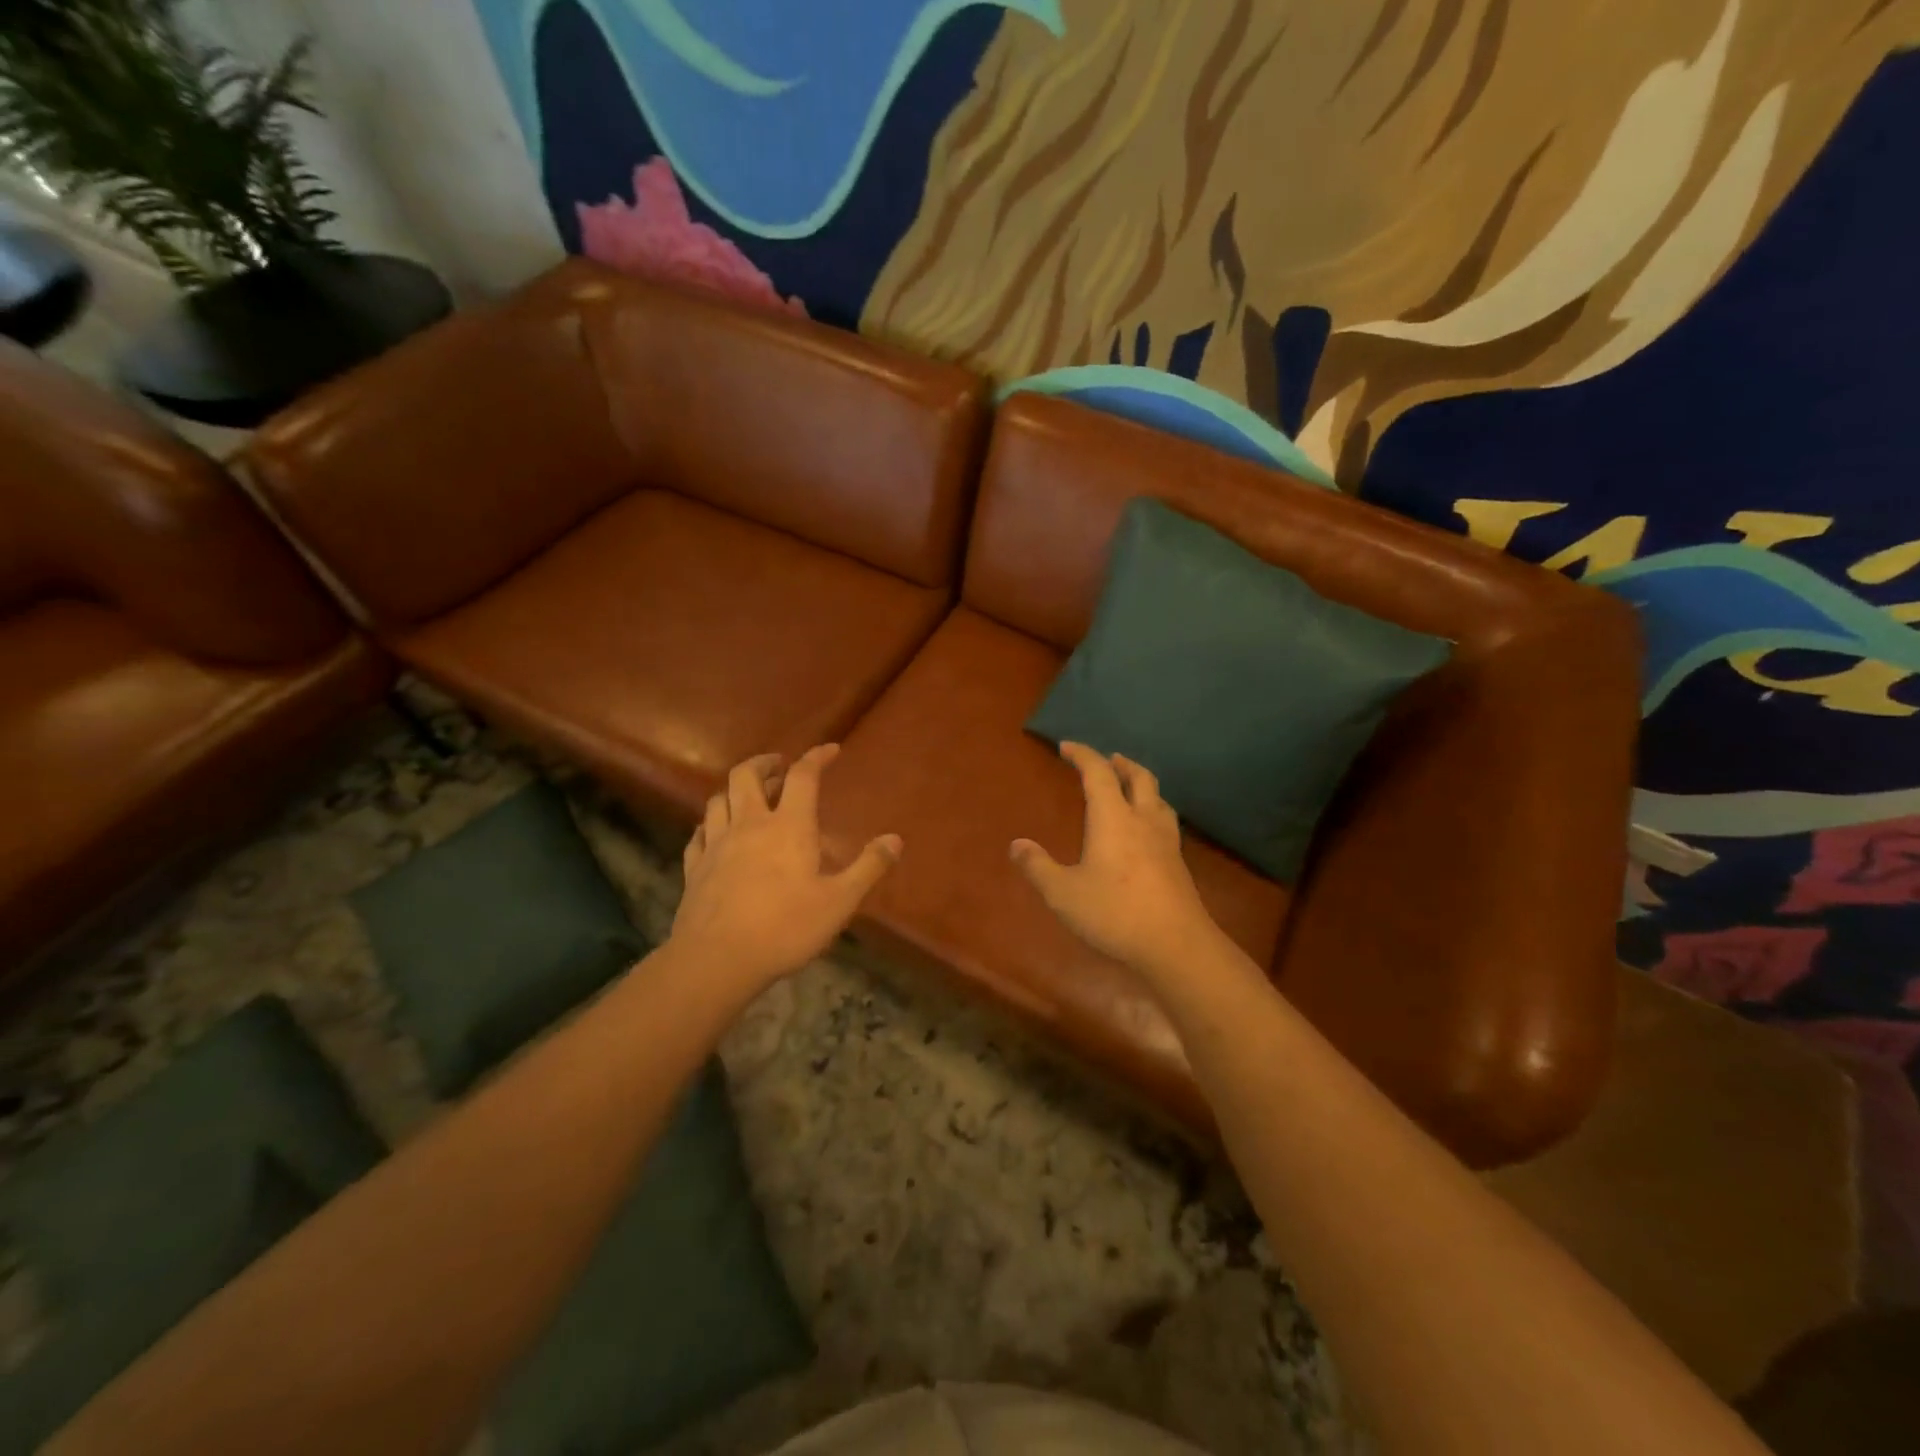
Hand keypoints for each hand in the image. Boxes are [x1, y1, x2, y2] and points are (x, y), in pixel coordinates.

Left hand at [668, 745, 901, 995]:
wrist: (717, 959)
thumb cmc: (785, 927)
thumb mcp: (840, 901)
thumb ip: (868, 867)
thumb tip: (896, 839)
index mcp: (788, 826)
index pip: (803, 776)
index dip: (816, 757)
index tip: (830, 750)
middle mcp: (749, 824)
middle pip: (746, 775)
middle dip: (764, 763)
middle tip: (778, 766)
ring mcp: (716, 844)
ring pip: (717, 799)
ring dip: (734, 790)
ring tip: (747, 796)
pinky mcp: (694, 867)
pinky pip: (699, 833)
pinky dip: (710, 824)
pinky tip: (715, 833)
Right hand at [1012, 742, 1226, 977]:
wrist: (1176, 945)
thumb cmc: (1114, 913)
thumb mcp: (1063, 893)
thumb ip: (1038, 867)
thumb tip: (1016, 845)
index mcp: (1113, 818)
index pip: (1098, 773)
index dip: (1083, 755)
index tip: (1067, 746)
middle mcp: (1143, 821)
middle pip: (1139, 778)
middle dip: (1121, 764)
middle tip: (1109, 759)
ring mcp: (1166, 842)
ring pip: (1159, 799)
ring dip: (1143, 785)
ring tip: (1131, 789)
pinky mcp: (1178, 864)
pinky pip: (1166, 823)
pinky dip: (1153, 812)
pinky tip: (1147, 832)